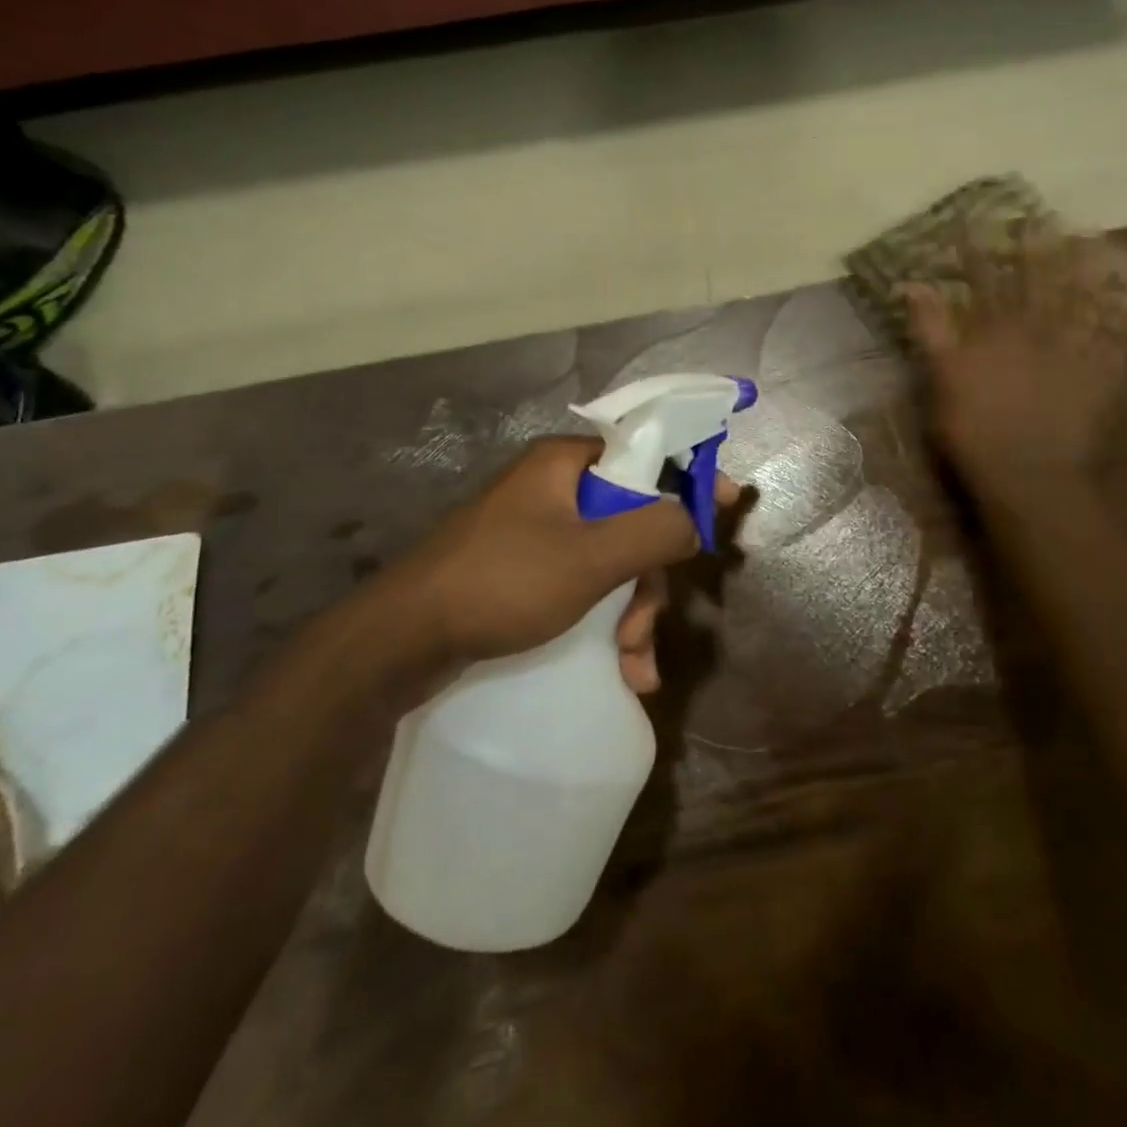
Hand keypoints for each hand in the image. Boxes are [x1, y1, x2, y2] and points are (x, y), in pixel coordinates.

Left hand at [333, 436, 737, 698]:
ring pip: (611, 562)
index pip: (646, 454)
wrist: (399, 643)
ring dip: (631, 614)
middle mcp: (554, 491)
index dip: (690, 478)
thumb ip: (655, 531)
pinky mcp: (524, 574)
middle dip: (648, 580)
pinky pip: (584, 589)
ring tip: (631, 664)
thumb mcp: (590, 557)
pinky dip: (605, 625)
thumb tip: (696, 519)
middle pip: (632, 520)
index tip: (727, 507)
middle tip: (644, 627)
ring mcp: (537, 535)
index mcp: (566, 466)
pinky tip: (620, 672)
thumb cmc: (501, 583)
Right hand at [905, 227, 1126, 484]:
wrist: (1027, 474)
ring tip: (1094, 246)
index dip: (977, 250)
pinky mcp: (1095, 380)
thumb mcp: (940, 378)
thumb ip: (930, 329)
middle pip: (1038, 284)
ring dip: (1085, 275)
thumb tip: (914, 284)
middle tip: (1046, 220)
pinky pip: (1115, 345)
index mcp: (994, 331)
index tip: (973, 220)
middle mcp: (1035, 333)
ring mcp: (1069, 355)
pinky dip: (1126, 326)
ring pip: (1081, 305)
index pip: (983, 280)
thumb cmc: (973, 428)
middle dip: (1039, 251)